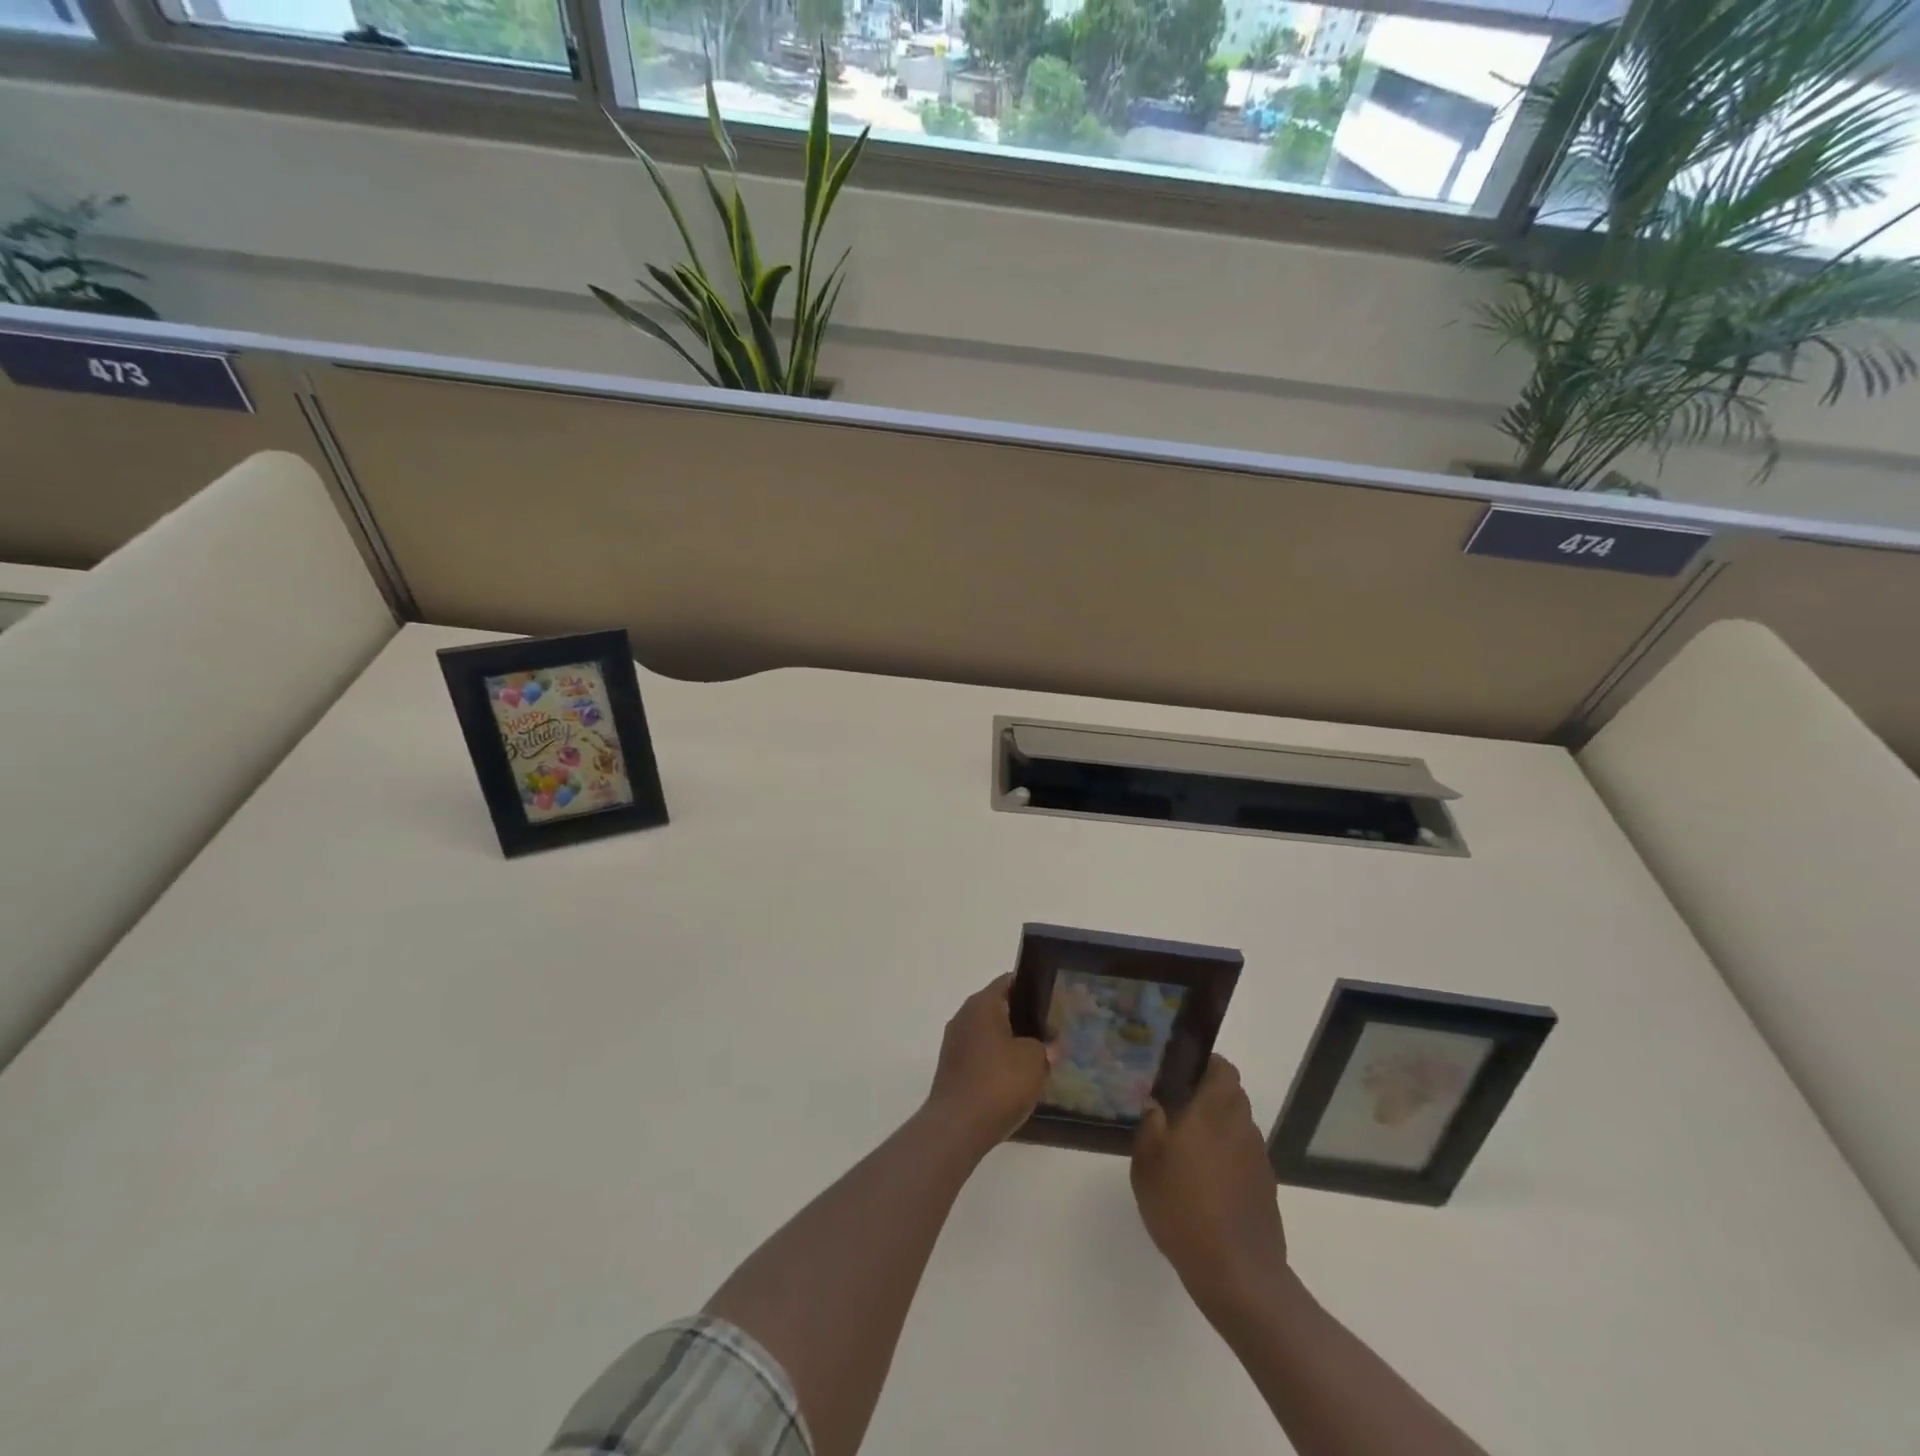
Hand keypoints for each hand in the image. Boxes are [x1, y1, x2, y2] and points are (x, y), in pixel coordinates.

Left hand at [924, 974, 1052, 1154]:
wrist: (957, 1127)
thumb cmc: (999, 1083)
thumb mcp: (1035, 1060)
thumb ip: (1045, 1046)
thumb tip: (1049, 1044)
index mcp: (982, 1003)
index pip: (1010, 981)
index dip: (1032, 988)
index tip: (1053, 1001)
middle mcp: (964, 1016)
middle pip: (999, 1007)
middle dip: (1023, 1018)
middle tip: (1051, 1031)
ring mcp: (955, 1043)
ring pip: (989, 1033)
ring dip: (1010, 1042)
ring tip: (1038, 1057)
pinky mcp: (952, 1068)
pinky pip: (980, 1055)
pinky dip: (997, 1062)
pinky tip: (1016, 1079)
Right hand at [1132, 1055, 1288, 1318]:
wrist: (1237, 1274)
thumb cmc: (1184, 1208)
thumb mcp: (1147, 1165)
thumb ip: (1150, 1126)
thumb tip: (1155, 1103)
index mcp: (1214, 1110)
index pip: (1223, 1068)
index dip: (1206, 1064)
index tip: (1182, 1072)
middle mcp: (1241, 1126)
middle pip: (1232, 1095)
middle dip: (1208, 1096)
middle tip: (1178, 1109)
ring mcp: (1258, 1158)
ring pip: (1238, 1126)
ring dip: (1218, 1128)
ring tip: (1188, 1149)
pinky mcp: (1266, 1187)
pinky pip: (1244, 1156)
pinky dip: (1228, 1157)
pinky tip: (1206, 1182)